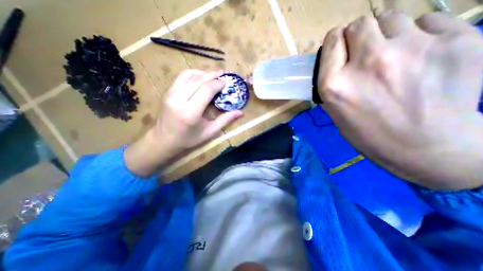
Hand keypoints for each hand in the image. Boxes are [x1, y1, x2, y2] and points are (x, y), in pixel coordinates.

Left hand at [124, 69, 241, 175]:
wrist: (163, 140)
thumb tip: (240, 112)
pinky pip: (181, 77)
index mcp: (190, 112)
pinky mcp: (167, 92)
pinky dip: (192, 74)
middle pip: (199, 81)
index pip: (206, 90)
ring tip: (213, 74)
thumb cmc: (188, 139)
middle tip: (223, 74)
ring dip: (203, 73)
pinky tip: (200, 76)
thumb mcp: (209, 132)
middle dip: (212, 75)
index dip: (218, 84)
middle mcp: (179, 100)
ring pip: (189, 76)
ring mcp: (171, 94)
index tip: (226, 82)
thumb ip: (225, 120)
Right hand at [319, 10, 482, 190]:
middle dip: (357, 35)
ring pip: (391, 18)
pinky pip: (427, 22)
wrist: (425, 148)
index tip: (339, 48)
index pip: (332, 41)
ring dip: (385, 35)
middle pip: (359, 24)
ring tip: (392, 57)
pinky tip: (419, 58)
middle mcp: (366, 63)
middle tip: (363, 52)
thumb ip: (333, 82)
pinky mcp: (456, 41)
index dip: (335, 41)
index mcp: (335, 84)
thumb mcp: (335, 110)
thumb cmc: (367, 132)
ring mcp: (410, 50)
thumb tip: (337, 61)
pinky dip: (418, 36)